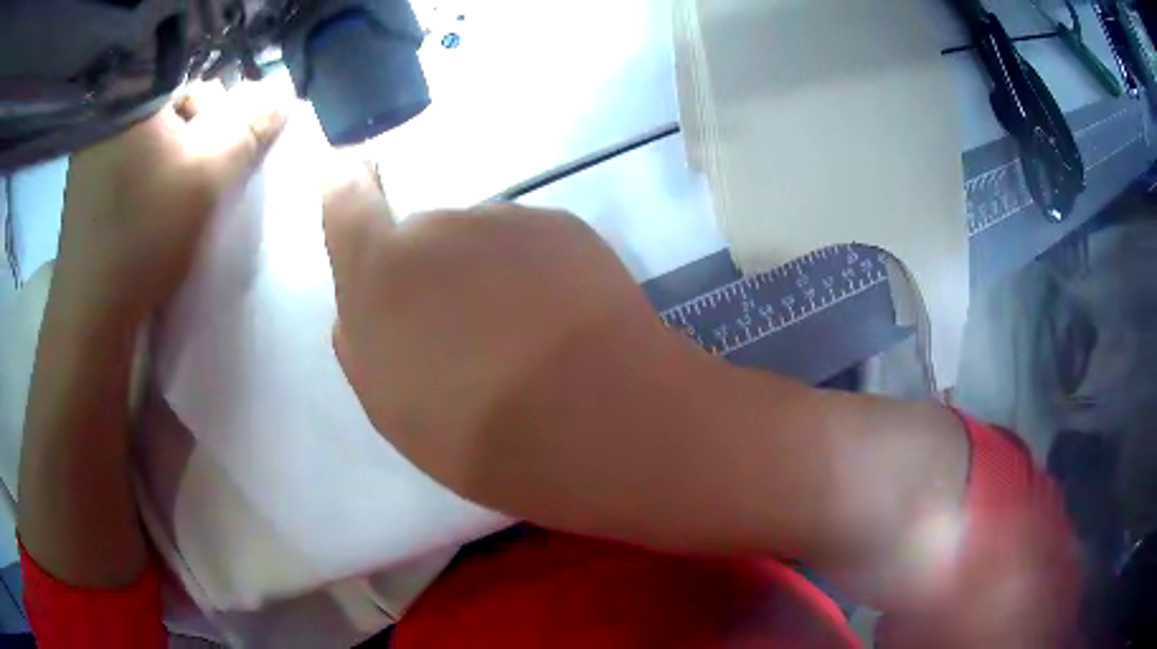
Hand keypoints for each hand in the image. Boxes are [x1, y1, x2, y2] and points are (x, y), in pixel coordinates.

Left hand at [54, 81, 286, 320]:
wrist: (91, 314)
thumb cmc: (142, 236)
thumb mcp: (207, 177)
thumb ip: (250, 127)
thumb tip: (282, 91)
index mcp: (131, 96)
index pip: (190, 70)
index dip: (215, 105)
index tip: (214, 146)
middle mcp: (106, 114)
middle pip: (168, 100)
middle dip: (192, 130)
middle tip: (196, 174)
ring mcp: (91, 150)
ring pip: (149, 130)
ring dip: (170, 153)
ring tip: (173, 195)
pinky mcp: (86, 181)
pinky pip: (129, 156)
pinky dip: (147, 171)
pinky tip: (149, 204)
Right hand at [322, 161, 731, 541]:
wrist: (595, 420)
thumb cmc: (477, 432)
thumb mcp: (391, 405)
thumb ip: (366, 338)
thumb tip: (372, 303)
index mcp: (379, 271)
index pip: (346, 198)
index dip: (348, 184)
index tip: (355, 172)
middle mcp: (437, 226)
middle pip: (424, 237)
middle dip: (436, 275)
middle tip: (470, 338)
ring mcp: (506, 219)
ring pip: (482, 243)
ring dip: (491, 278)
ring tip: (526, 343)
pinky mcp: (564, 226)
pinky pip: (532, 244)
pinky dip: (538, 275)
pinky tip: (564, 326)